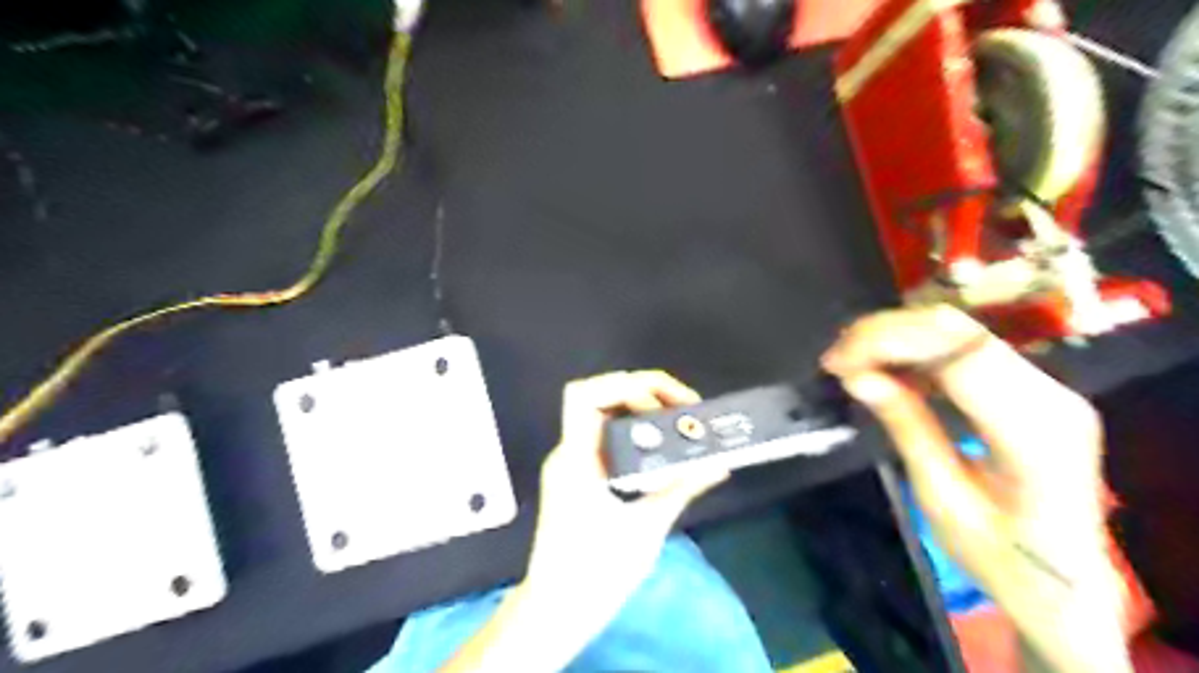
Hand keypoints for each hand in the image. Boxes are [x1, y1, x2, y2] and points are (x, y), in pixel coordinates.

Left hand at [525, 373, 729, 620]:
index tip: (668, 401)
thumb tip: (719, 466)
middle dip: (642, 393)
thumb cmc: (596, 573)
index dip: (627, 384)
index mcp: (577, 458)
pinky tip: (660, 449)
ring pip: (601, 417)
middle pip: (597, 398)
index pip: (586, 395)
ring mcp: (570, 465)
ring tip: (677, 425)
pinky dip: (633, 434)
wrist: (555, 612)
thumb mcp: (646, 528)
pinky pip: (604, 440)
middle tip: (682, 411)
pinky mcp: (577, 478)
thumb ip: (681, 488)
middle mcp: (568, 452)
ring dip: (639, 412)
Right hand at [820, 306, 1130, 672]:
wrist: (1064, 585)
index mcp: (1034, 431)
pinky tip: (885, 368)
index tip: (836, 360)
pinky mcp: (1032, 389)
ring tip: (851, 360)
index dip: (889, 344)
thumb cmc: (1001, 557)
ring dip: (898, 338)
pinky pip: (967, 351)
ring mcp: (1047, 388)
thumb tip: (858, 376)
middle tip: (836, 357)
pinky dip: (918, 352)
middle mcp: (1051, 395)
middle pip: (960, 331)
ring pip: (962, 333)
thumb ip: (907, 428)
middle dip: (887, 333)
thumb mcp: (942, 499)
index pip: (957, 355)